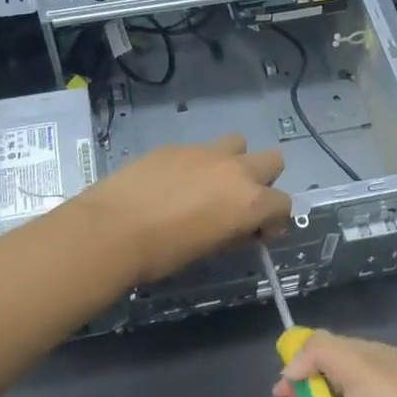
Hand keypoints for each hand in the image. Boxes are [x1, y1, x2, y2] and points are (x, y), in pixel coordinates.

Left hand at [76, 135, 291, 284]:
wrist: (113, 229)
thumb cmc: (164, 252)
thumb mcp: (209, 250)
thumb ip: (234, 233)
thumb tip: (239, 228)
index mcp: (250, 201)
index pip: (284, 203)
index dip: (275, 221)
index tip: (257, 235)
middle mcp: (235, 170)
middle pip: (272, 161)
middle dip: (263, 180)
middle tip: (239, 204)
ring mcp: (205, 152)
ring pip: (237, 144)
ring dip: (233, 162)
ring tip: (209, 185)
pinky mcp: (176, 146)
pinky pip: (199, 149)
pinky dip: (196, 165)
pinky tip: (172, 184)